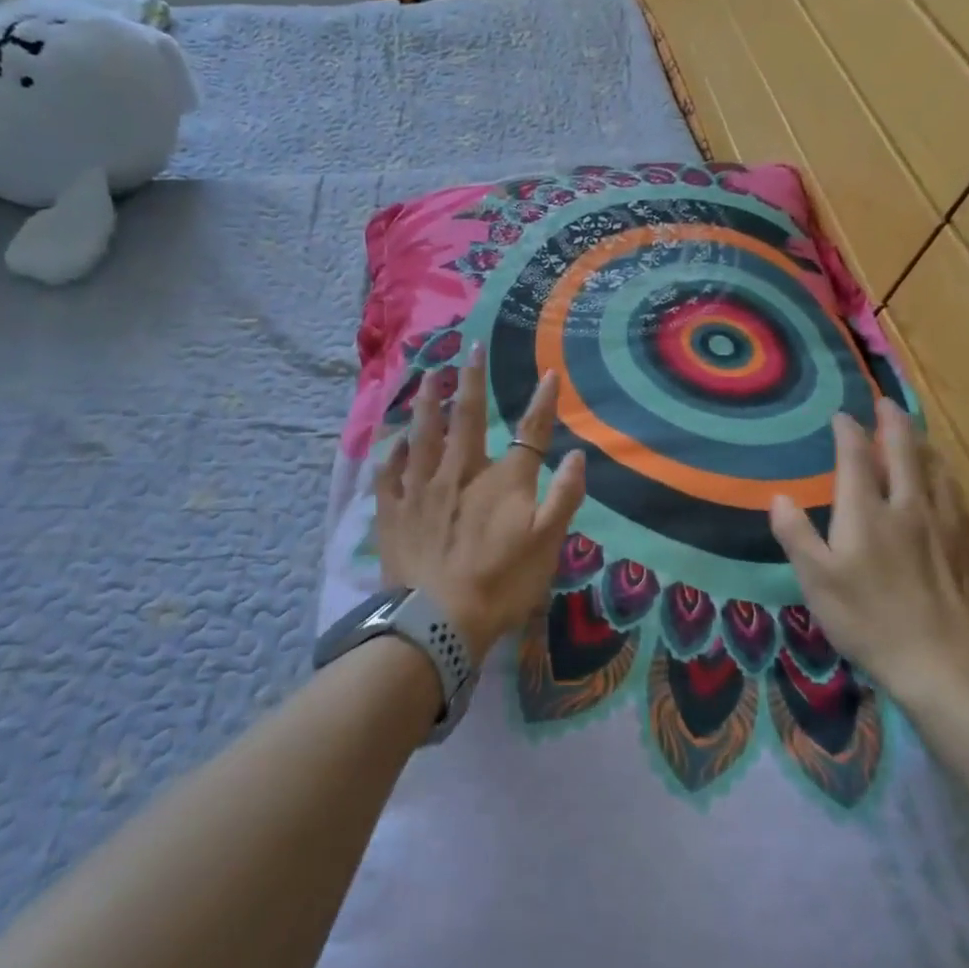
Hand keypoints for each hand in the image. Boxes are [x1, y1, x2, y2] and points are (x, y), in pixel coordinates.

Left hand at [375, 348, 587, 663]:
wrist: (438, 620)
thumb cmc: (501, 584)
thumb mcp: (547, 545)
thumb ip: (564, 498)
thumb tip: (578, 455)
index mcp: (502, 481)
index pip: (530, 433)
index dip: (542, 403)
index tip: (549, 374)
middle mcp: (460, 472)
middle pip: (467, 417)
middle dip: (472, 380)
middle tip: (470, 347)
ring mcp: (422, 488)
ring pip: (423, 434)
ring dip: (427, 402)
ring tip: (428, 376)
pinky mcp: (393, 510)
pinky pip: (389, 472)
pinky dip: (393, 452)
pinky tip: (395, 440)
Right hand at [769, 402, 968, 704]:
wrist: (944, 664)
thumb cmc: (869, 621)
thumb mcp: (816, 581)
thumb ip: (796, 535)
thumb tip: (779, 497)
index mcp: (868, 513)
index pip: (857, 459)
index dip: (848, 433)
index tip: (842, 416)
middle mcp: (910, 508)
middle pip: (905, 454)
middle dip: (894, 425)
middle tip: (887, 404)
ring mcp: (948, 528)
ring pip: (939, 473)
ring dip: (925, 447)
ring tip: (919, 437)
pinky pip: (961, 503)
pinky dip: (949, 484)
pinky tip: (950, 492)